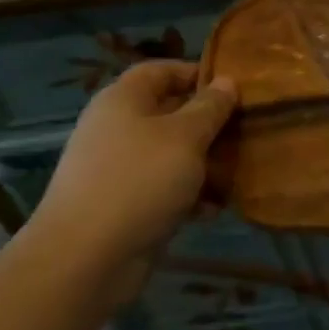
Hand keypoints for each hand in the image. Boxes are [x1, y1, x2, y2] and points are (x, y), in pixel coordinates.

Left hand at [31, 62, 235, 272]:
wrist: (84, 259)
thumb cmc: (139, 181)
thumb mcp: (185, 137)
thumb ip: (210, 107)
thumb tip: (227, 82)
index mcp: (123, 100)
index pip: (160, 70)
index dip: (195, 72)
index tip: (233, 88)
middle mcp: (117, 129)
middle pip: (169, 113)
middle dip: (208, 122)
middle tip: (244, 130)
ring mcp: (117, 169)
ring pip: (170, 154)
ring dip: (203, 162)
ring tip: (237, 171)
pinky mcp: (122, 205)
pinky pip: (162, 188)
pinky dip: (187, 195)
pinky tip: (213, 209)